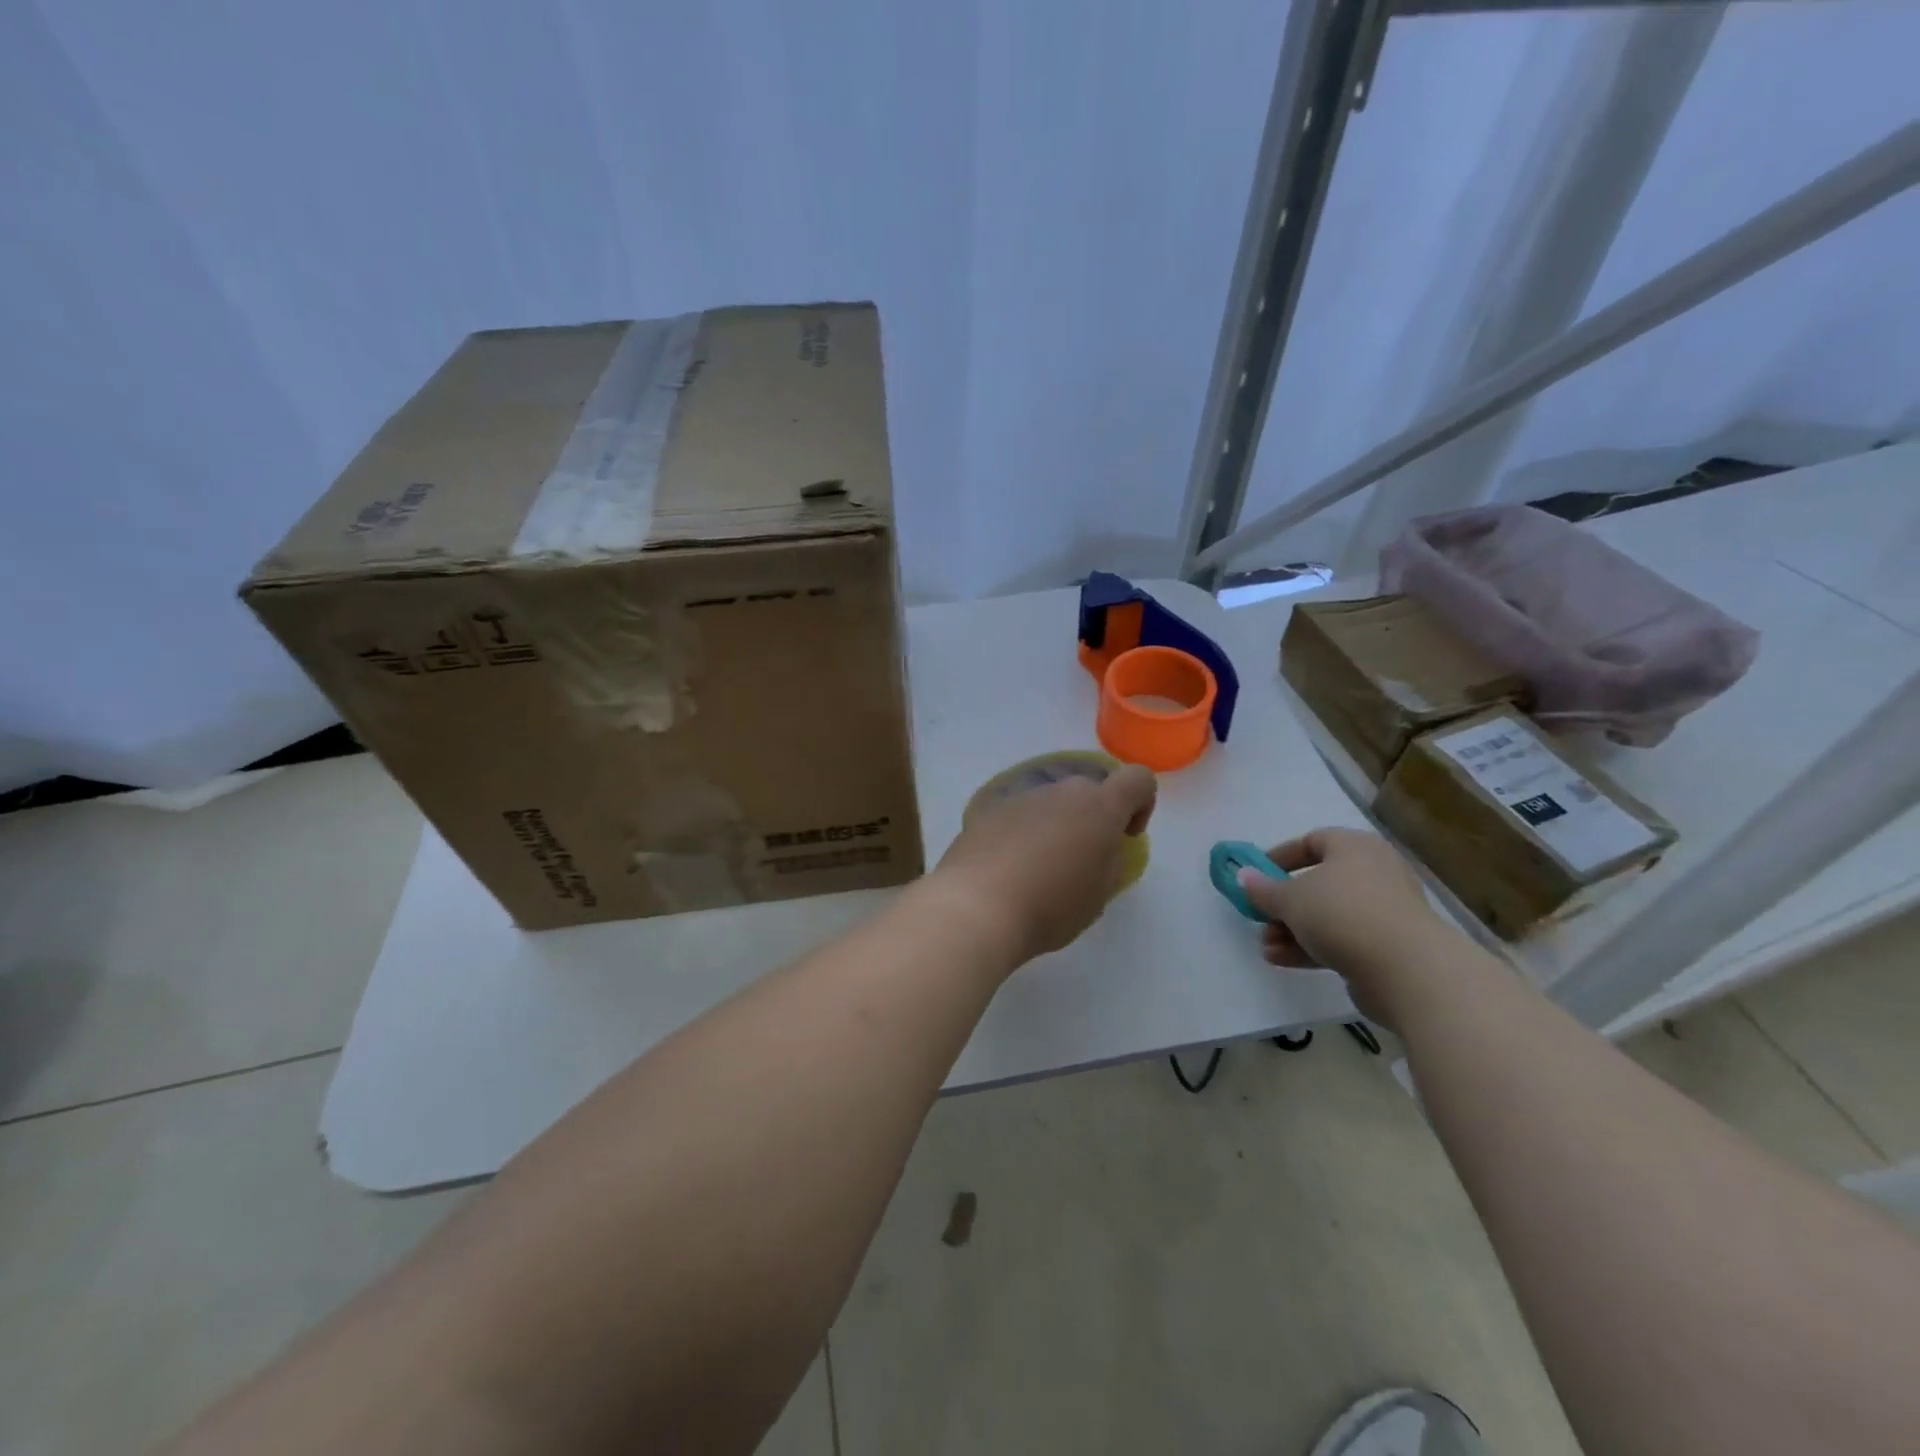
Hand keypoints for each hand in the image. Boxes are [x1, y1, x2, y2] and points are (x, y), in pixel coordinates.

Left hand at [924, 764, 1156, 969]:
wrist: (977, 906)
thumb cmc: (1050, 906)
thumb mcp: (1099, 895)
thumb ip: (1110, 861)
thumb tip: (1102, 848)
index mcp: (1099, 807)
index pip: (1138, 779)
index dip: (1141, 804)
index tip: (1125, 836)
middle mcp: (1061, 791)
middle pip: (1090, 790)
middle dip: (1093, 818)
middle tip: (1081, 861)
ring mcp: (1022, 796)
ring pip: (1051, 801)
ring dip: (1056, 825)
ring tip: (1039, 869)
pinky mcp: (989, 809)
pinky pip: (1019, 814)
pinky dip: (1022, 832)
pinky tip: (1009, 867)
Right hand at [1236, 827, 1456, 1025]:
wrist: (1406, 969)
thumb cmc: (1342, 913)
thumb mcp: (1290, 898)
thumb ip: (1263, 889)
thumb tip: (1243, 876)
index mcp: (1355, 847)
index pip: (1313, 841)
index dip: (1281, 857)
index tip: (1257, 875)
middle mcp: (1374, 873)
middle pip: (1319, 883)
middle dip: (1284, 903)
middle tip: (1260, 917)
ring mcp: (1384, 911)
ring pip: (1328, 915)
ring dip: (1293, 929)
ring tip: (1266, 946)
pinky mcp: (1388, 946)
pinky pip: (1342, 939)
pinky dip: (1312, 946)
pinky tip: (1282, 960)